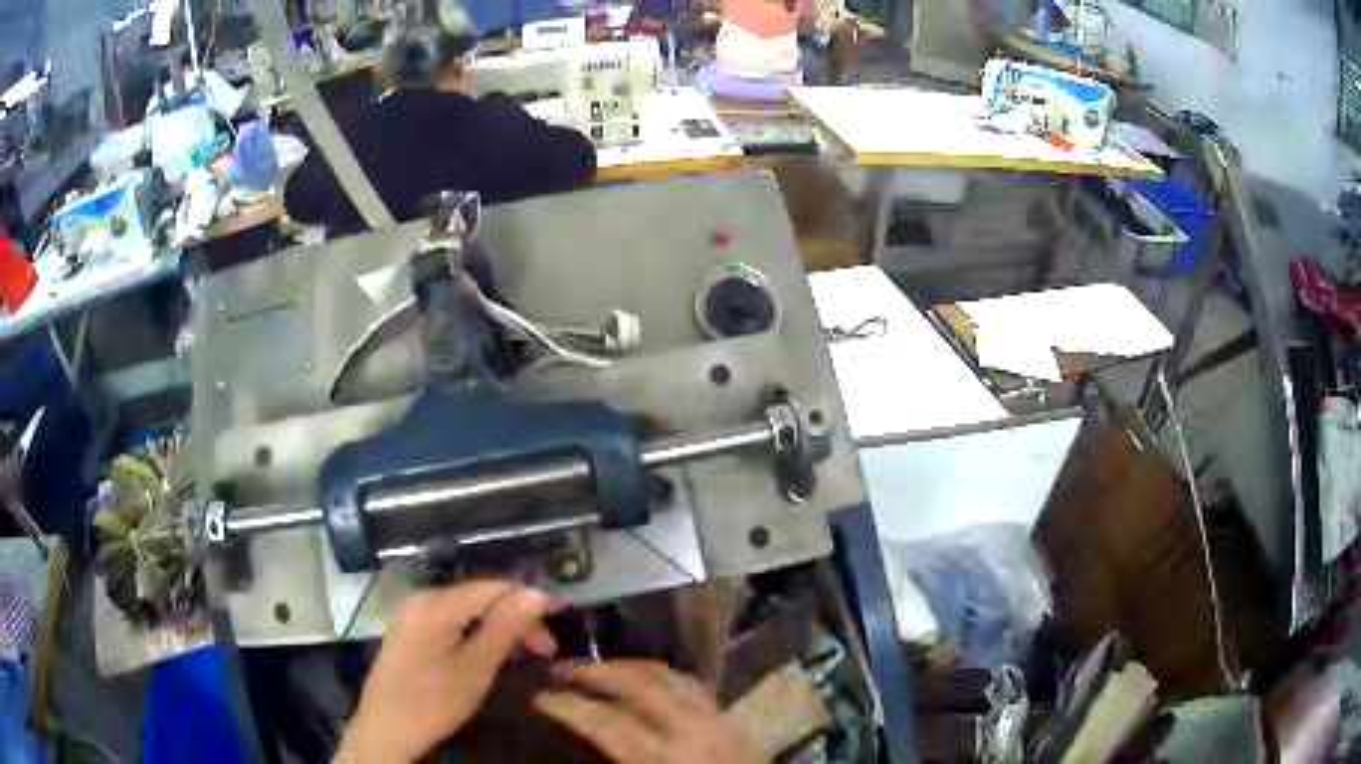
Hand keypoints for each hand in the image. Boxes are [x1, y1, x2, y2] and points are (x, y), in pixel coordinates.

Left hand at [338, 581, 558, 762]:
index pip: (495, 587)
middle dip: (515, 618)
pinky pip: (450, 621)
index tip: (559, 625)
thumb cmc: (433, 701)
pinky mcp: (408, 632)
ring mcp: (411, 615)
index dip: (530, 601)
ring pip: (465, 610)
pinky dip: (475, 633)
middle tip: (545, 651)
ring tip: (522, 654)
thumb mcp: (476, 667)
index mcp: (437, 603)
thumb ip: (506, 627)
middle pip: (479, 597)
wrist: (385, 730)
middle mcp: (422, 598)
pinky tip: (488, 653)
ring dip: (497, 627)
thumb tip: (537, 592)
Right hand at [532, 661, 755, 763]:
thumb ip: (614, 760)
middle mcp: (692, 732)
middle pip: (640, 687)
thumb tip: (581, 739)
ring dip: (628, 667)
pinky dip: (661, 674)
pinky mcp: (728, 718)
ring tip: (598, 668)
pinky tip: (644, 678)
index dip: (570, 708)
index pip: (608, 725)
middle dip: (598, 673)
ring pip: (668, 677)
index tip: (540, 698)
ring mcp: (714, 720)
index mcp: (666, 759)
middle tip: (565, 670)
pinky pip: (690, 683)